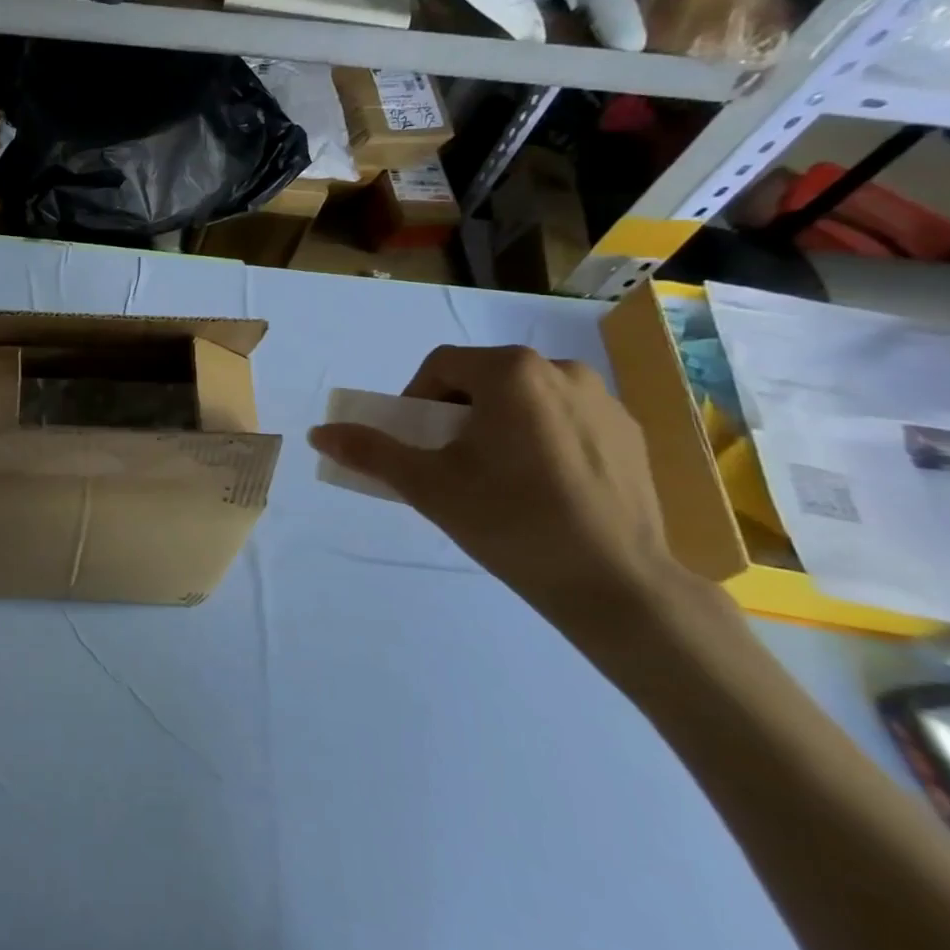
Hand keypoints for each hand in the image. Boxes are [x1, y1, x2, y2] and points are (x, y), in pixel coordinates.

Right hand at [309, 345, 710, 642]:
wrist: (616, 583)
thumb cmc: (510, 521)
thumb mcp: (427, 486)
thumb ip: (370, 452)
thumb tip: (318, 432)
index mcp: (511, 372)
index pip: (441, 367)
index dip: (415, 402)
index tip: (416, 446)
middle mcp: (561, 369)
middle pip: (484, 379)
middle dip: (457, 414)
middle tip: (451, 464)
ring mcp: (604, 400)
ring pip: (527, 398)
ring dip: (500, 424)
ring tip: (499, 477)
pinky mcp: (631, 432)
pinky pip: (567, 419)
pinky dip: (542, 438)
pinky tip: (545, 487)